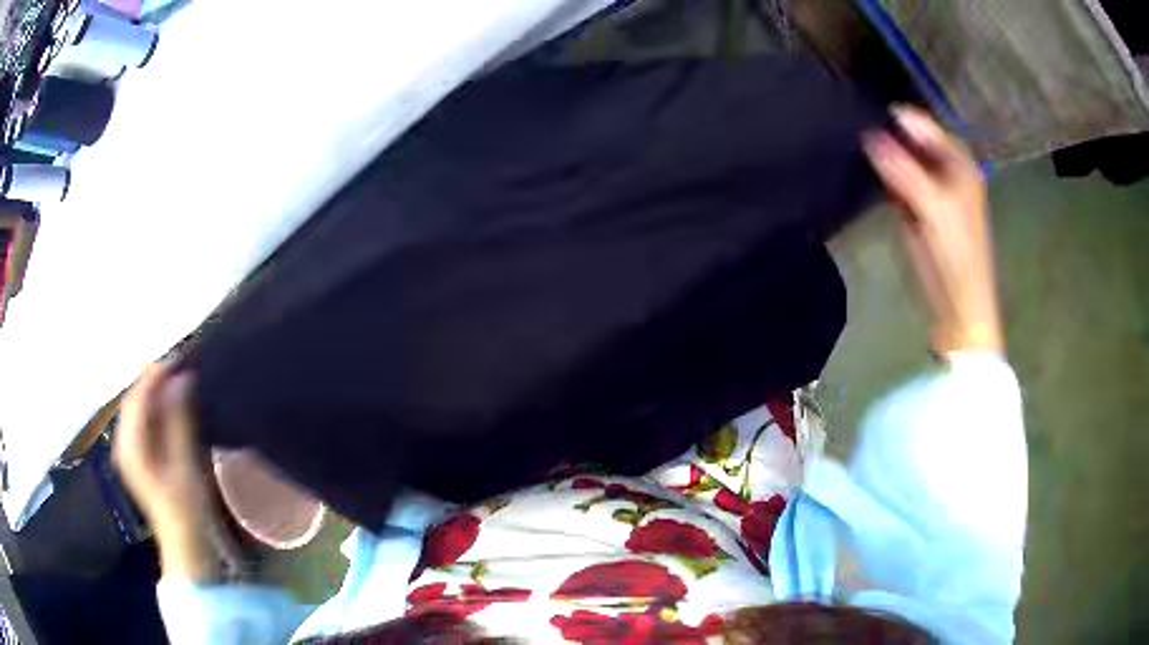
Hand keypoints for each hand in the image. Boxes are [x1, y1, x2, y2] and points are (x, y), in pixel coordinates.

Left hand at [114, 364, 219, 580]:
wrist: (184, 547)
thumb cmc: (185, 511)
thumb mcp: (184, 466)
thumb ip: (179, 420)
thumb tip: (182, 378)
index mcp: (129, 445)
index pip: (137, 397)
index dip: (155, 375)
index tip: (180, 358)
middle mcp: (123, 442)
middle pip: (135, 399)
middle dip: (156, 381)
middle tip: (184, 366)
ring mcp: (130, 450)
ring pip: (140, 408)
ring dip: (158, 393)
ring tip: (182, 381)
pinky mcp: (139, 456)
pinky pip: (144, 421)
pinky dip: (158, 408)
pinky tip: (174, 405)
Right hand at [863, 106, 1003, 353]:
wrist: (960, 307)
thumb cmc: (956, 255)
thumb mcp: (932, 207)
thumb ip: (902, 169)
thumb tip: (866, 134)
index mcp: (958, 161)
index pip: (922, 124)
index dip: (894, 118)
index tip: (859, 113)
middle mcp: (946, 169)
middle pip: (911, 141)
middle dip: (886, 136)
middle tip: (850, 129)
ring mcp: (932, 190)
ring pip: (902, 161)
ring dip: (883, 157)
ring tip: (851, 146)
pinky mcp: (919, 210)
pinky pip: (898, 183)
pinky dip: (884, 179)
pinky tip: (865, 174)